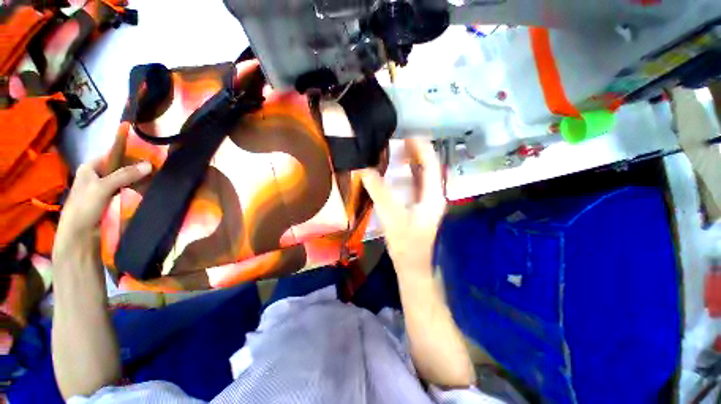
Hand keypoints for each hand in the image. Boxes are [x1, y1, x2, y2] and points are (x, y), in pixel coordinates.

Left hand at [52, 159, 151, 264]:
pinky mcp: (113, 201)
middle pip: (120, 168)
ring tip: (156, 178)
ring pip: (125, 180)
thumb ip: (125, 174)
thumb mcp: (103, 187)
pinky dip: (137, 190)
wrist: (80, 235)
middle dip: (137, 169)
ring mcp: (106, 190)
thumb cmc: (84, 206)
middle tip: (156, 169)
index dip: (129, 155)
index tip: (149, 157)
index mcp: (90, 168)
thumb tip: (150, 164)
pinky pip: (127, 191)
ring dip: (138, 180)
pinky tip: (148, 189)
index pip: (113, 156)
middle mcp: (98, 176)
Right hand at [360, 138, 445, 278]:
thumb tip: (364, 169)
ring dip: (410, 163)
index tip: (407, 136)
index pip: (431, 165)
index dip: (421, 148)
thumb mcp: (391, 216)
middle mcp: (433, 195)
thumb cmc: (406, 243)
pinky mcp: (418, 207)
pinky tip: (394, 173)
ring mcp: (426, 201)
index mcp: (433, 196)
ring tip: (395, 153)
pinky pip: (414, 185)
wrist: (412, 265)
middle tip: (398, 142)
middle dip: (415, 153)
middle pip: (428, 168)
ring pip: (421, 176)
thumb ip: (378, 192)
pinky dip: (405, 175)